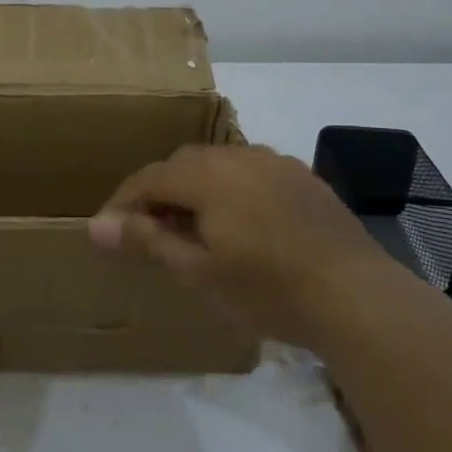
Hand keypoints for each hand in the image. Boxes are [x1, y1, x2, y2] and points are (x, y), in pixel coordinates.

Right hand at [89, 145, 388, 346]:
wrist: (356, 295)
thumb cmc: (268, 289)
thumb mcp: (198, 271)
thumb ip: (147, 241)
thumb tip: (95, 226)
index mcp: (207, 175)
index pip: (149, 178)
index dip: (122, 203)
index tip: (107, 232)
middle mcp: (238, 155)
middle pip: (182, 165)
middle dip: (158, 193)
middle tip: (148, 233)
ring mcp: (273, 162)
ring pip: (217, 165)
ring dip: (194, 188)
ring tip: (191, 228)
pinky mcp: (300, 176)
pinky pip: (249, 172)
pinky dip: (229, 190)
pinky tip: (239, 222)